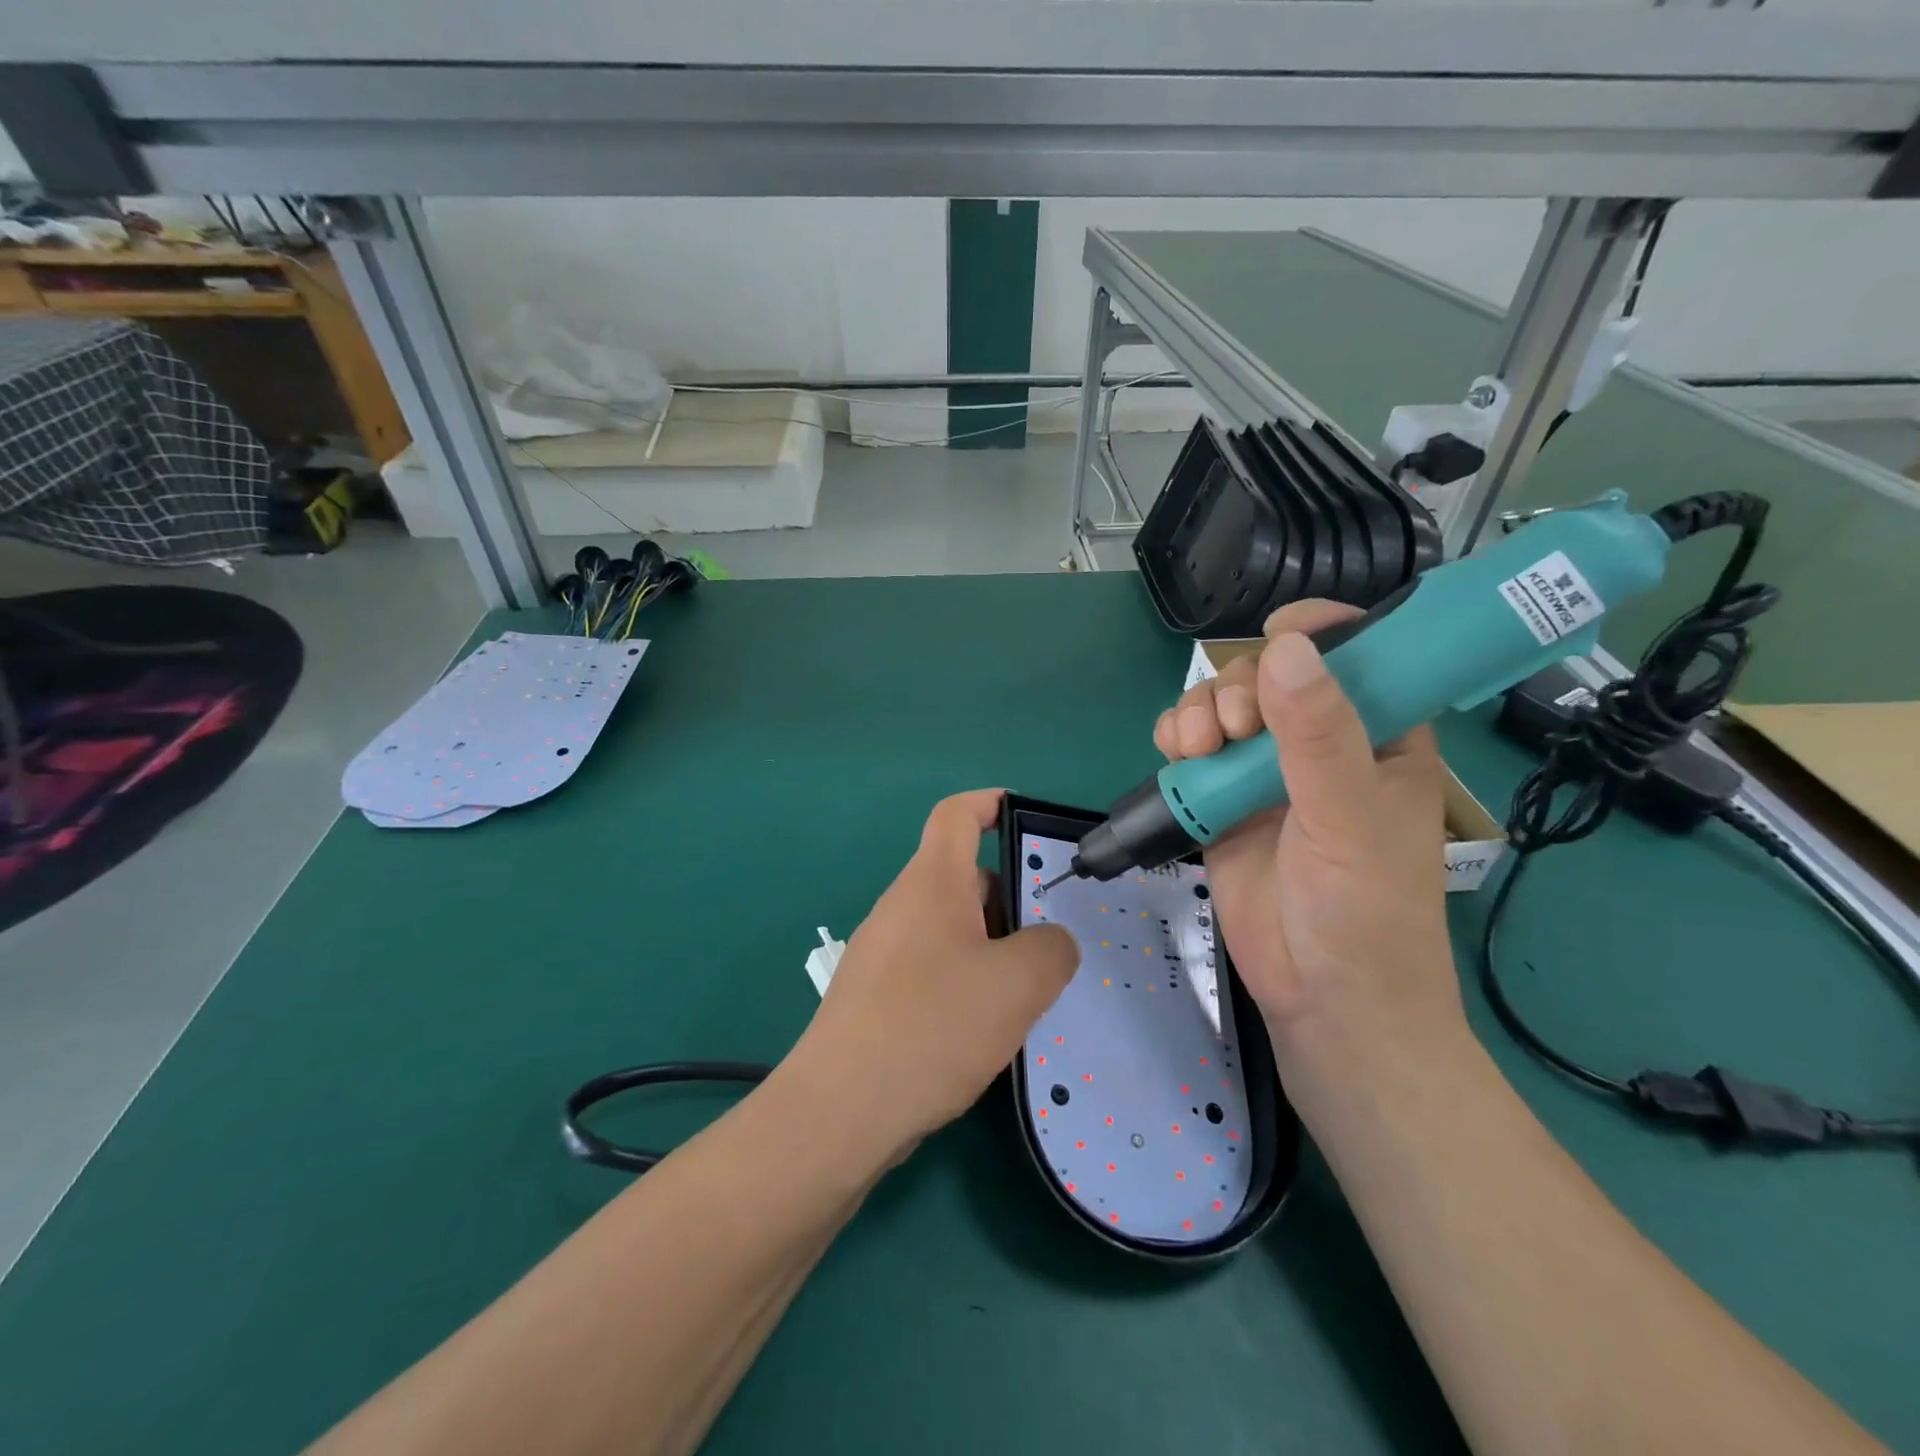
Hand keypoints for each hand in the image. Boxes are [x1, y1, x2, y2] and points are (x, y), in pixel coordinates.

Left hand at [795, 789, 1078, 1151]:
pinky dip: (966, 980)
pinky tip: (985, 1030)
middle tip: (1051, 942)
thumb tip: (1050, 943)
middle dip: (1011, 899)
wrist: (839, 1111)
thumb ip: (1051, 950)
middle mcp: (902, 906)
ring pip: (952, 928)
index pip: (957, 814)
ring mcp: (884, 951)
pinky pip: (933, 966)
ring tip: (1027, 994)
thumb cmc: (931, 1027)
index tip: (1028, 820)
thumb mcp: (1016, 985)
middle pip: (963, 877)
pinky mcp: (877, 994)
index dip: (991, 803)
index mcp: (932, 883)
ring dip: (992, 948)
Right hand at [1154, 602, 1465, 1091]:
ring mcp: (1266, 773)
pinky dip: (1176, 741)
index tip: (1278, 635)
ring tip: (1194, 746)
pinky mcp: (1222, 801)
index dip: (1318, 632)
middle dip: (1238, 687)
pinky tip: (1175, 755)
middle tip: (1230, 729)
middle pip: (1269, 676)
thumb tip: (1284, 649)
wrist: (1322, 997)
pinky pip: (1192, 750)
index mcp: (1378, 735)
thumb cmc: (1365, 908)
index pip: (1356, 654)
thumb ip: (1318, 734)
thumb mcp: (1351, 816)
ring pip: (1222, 708)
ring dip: (1198, 712)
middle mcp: (1320, 744)